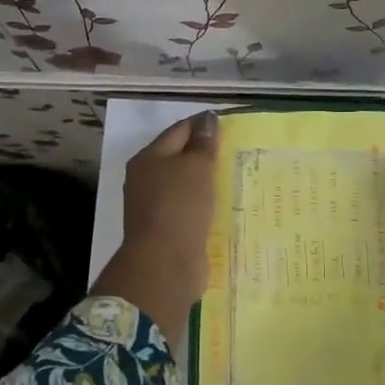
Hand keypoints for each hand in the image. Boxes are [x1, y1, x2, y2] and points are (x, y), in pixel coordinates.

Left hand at [91, 111, 219, 336]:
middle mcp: (147, 180)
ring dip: (206, 181)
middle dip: (205, 153)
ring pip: (185, 185)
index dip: (203, 124)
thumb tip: (207, 120)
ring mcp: (155, 207)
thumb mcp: (196, 167)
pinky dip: (205, 205)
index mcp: (148, 158)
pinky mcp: (168, 230)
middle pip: (179, 158)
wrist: (165, 264)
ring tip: (235, 177)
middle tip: (237, 150)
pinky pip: (190, 209)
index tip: (230, 124)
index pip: (179, 130)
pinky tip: (224, 205)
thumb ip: (203, 143)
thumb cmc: (179, 206)